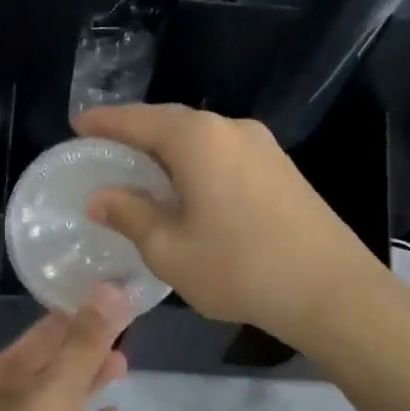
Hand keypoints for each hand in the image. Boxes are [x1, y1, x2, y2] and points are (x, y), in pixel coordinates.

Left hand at [0, 286, 133, 410]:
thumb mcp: (51, 398)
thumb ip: (82, 346)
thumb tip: (110, 291)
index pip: (36, 338)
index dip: (73, 317)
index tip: (111, 298)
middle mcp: (1, 409)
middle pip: (50, 368)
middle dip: (84, 349)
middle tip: (127, 328)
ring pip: (61, 403)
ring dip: (89, 384)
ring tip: (126, 364)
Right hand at [75, 103, 388, 350]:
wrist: (331, 290)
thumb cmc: (239, 267)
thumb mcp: (169, 248)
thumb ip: (130, 215)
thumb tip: (100, 196)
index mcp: (197, 139)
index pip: (138, 120)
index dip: (105, 122)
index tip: (78, 124)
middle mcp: (230, 129)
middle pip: (171, 122)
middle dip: (136, 132)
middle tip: (106, 147)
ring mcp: (262, 146)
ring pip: (201, 138)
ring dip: (168, 149)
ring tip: (142, 169)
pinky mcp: (282, 168)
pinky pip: (224, 153)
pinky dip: (196, 162)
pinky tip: (188, 187)